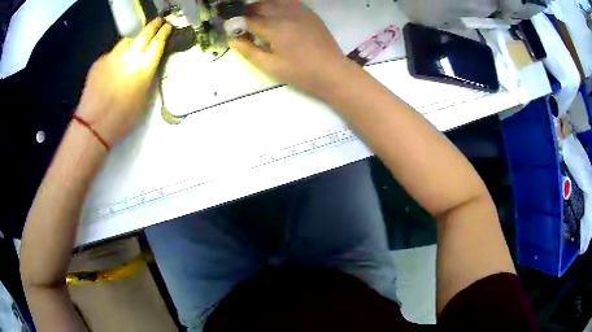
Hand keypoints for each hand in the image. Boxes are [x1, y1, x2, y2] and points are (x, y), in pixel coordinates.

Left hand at [76, 18, 171, 146]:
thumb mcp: (145, 99)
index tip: (167, 27)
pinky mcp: (100, 61)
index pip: (158, 41)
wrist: (93, 125)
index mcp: (144, 66)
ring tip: (134, 45)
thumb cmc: (123, 118)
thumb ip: (149, 77)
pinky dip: (116, 55)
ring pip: (127, 40)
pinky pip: (112, 53)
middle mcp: (130, 55)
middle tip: (158, 23)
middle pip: (144, 32)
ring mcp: (113, 55)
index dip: (164, 32)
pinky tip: (114, 67)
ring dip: (134, 39)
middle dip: (153, 26)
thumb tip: (150, 65)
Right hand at [229, 0, 348, 96]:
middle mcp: (286, 14)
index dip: (237, 22)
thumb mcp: (271, 67)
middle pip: (260, 5)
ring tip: (256, 15)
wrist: (332, 71)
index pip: (249, 19)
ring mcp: (300, 11)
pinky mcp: (309, 13)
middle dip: (248, 11)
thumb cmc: (301, 73)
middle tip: (242, 20)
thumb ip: (249, 52)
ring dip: (262, 5)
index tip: (230, 27)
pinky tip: (275, 12)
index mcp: (275, 28)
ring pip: (274, 1)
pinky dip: (277, 4)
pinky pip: (289, 2)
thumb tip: (232, 40)